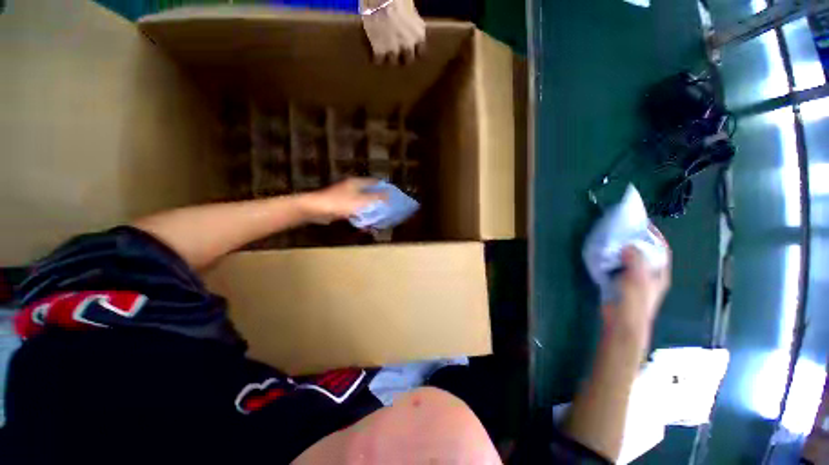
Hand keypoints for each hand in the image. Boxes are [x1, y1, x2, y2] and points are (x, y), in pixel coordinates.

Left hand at [301, 178, 384, 223]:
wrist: (316, 209)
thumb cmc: (340, 202)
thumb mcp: (361, 200)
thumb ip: (376, 198)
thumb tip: (390, 196)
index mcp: (357, 183)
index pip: (375, 182)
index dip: (385, 188)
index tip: (394, 196)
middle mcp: (353, 187)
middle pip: (370, 192)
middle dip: (379, 200)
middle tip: (389, 208)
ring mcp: (347, 196)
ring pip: (363, 202)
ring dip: (371, 209)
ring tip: (380, 217)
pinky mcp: (342, 206)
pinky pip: (356, 210)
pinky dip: (362, 215)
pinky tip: (367, 222)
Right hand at [361, 0, 425, 64]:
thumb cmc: (397, 0)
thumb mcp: (412, 12)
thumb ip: (414, 26)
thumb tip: (413, 33)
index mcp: (419, 36)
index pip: (420, 52)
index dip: (414, 51)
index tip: (410, 50)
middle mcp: (408, 46)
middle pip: (408, 60)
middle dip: (403, 57)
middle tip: (397, 51)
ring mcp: (394, 50)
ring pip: (393, 61)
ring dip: (389, 57)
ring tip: (384, 50)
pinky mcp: (380, 52)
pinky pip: (378, 60)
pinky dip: (376, 57)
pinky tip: (375, 52)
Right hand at [603, 225, 671, 337]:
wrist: (622, 321)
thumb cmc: (634, 302)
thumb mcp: (637, 280)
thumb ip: (635, 261)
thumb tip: (629, 245)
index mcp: (658, 274)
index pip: (661, 250)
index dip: (655, 236)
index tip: (643, 224)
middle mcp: (648, 275)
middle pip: (645, 253)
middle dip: (636, 241)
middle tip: (622, 230)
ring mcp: (634, 279)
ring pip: (630, 260)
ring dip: (622, 250)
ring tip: (611, 239)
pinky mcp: (620, 283)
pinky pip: (617, 266)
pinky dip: (611, 259)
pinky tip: (603, 255)